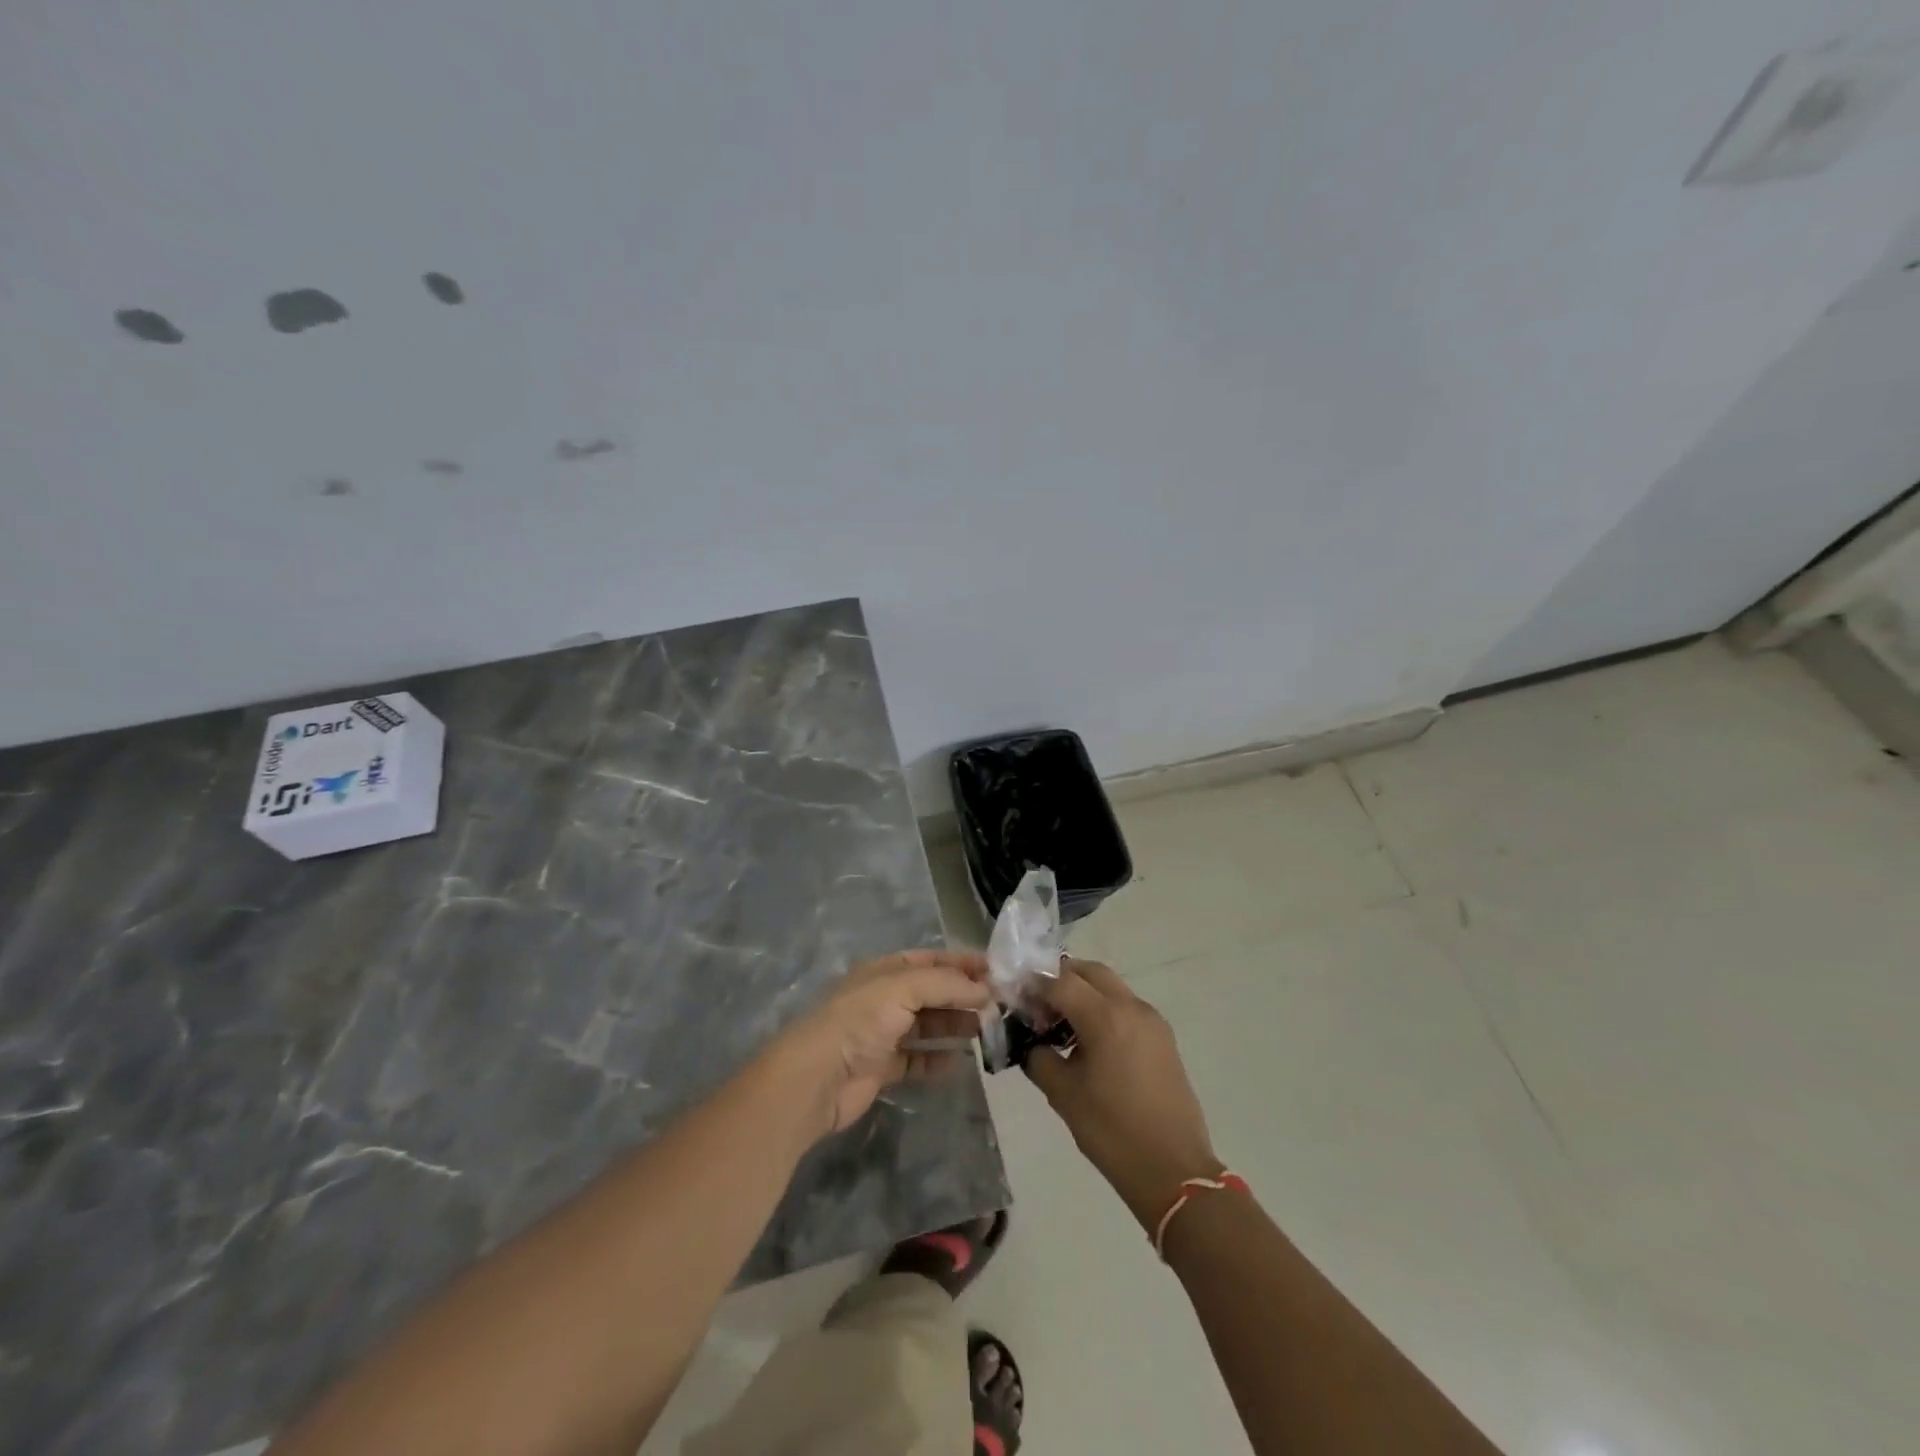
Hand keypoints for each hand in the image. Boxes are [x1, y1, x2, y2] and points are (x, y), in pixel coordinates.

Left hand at [777, 949, 992, 1134]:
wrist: (818, 1077)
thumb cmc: (860, 1020)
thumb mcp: (903, 987)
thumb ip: (946, 984)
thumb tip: (984, 988)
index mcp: (884, 971)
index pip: (929, 960)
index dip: (960, 963)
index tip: (994, 971)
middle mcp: (883, 999)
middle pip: (931, 993)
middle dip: (961, 996)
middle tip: (997, 1005)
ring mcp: (882, 1035)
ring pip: (926, 1026)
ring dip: (954, 1026)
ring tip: (985, 1031)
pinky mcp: (882, 1069)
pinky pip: (917, 1061)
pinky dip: (938, 1061)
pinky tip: (960, 1063)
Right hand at [1023, 958, 1221, 1229]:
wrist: (1173, 1170)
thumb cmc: (1111, 1131)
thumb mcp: (1063, 1094)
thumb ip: (1040, 1058)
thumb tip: (1032, 1042)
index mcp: (1105, 1017)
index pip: (1061, 982)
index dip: (1034, 986)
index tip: (1015, 998)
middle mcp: (1131, 1007)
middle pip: (1090, 972)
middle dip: (1061, 979)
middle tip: (1038, 1003)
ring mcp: (1152, 1021)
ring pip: (1111, 987)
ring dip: (1084, 992)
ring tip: (1061, 1023)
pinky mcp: (1163, 1038)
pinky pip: (1127, 1007)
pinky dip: (1104, 1008)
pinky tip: (1089, 1040)